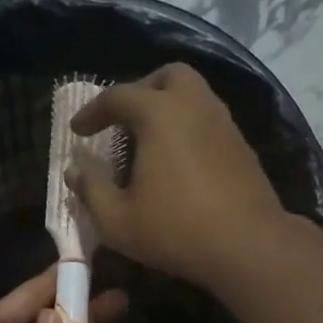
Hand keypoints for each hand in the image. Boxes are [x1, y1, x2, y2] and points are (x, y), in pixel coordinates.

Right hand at [68, 62, 291, 287]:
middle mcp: (195, 105)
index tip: (78, 131)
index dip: (92, 112)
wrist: (248, 246)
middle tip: (123, 120)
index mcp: (160, 113)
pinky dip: (189, 128)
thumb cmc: (176, 231)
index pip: (118, 96)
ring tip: (149, 142)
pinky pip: (209, 121)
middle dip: (141, 91)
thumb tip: (74, 168)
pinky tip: (179, 162)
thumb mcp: (118, 220)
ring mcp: (224, 124)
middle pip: (167, 76)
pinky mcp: (242, 147)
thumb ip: (91, 189)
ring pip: (194, 96)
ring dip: (168, 109)